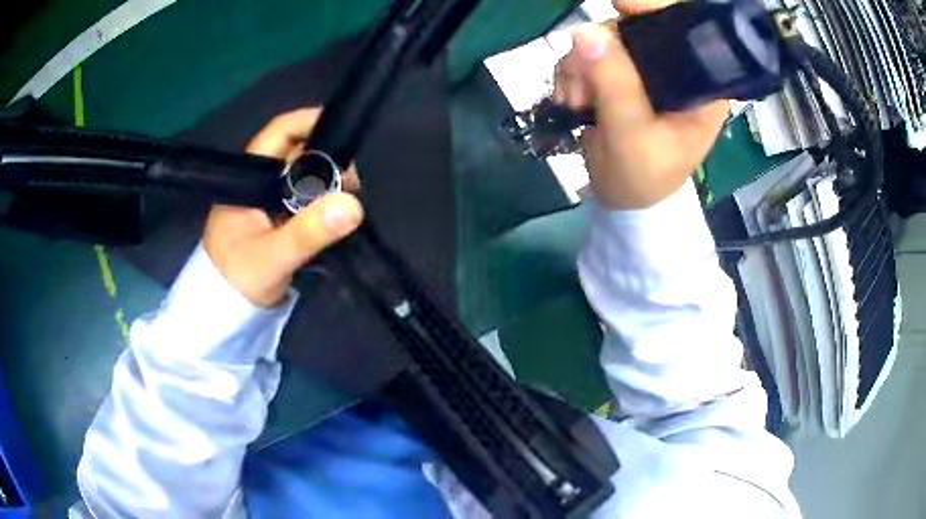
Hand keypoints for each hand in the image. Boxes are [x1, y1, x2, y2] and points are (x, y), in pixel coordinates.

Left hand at [203, 108, 363, 306]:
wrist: (224, 314)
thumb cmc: (237, 279)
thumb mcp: (273, 256)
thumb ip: (308, 232)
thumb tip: (353, 205)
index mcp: (248, 178)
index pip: (279, 133)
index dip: (309, 121)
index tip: (344, 127)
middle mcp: (259, 182)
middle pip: (298, 153)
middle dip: (329, 159)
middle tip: (354, 183)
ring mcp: (269, 201)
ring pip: (305, 177)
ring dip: (330, 183)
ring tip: (351, 202)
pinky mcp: (278, 220)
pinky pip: (306, 200)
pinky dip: (324, 202)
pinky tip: (339, 214)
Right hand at [553, 0, 727, 209]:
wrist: (623, 202)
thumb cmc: (643, 178)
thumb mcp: (632, 135)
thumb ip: (614, 83)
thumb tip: (584, 32)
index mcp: (700, 87)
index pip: (686, 33)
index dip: (655, 11)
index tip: (619, 5)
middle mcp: (675, 72)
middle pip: (636, 30)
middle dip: (602, 49)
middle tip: (583, 82)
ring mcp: (644, 73)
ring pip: (605, 41)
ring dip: (580, 65)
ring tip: (576, 100)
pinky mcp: (620, 78)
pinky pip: (588, 56)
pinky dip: (572, 73)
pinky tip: (571, 99)